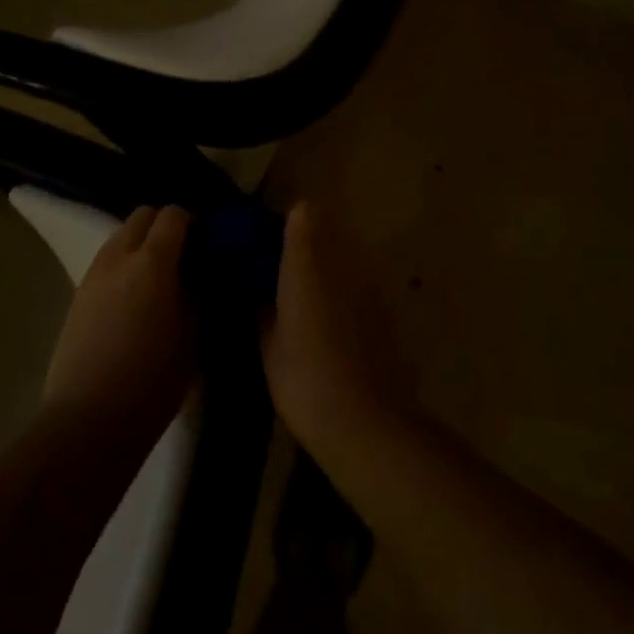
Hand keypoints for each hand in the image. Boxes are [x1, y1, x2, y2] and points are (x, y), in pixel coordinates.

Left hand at [42, 205, 195, 442]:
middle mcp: (120, 255)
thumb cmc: (151, 383)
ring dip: (140, 243)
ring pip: (120, 236)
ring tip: (155, 278)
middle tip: (182, 256)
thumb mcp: (191, 338)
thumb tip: (200, 277)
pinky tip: (132, 299)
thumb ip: (197, 295)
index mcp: (153, 261)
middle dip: (163, 226)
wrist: (87, 423)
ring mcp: (94, 273)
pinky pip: (106, 261)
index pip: (173, 215)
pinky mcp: (77, 294)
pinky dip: (122, 264)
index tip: (204, 243)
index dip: (192, 222)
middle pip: (142, 215)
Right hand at [261, 203, 411, 459]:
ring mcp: (367, 277)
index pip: (300, 211)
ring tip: (300, 297)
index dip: (280, 223)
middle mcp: (341, 255)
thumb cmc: (305, 377)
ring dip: (321, 262)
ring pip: (340, 251)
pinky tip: (326, 321)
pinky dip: (340, 286)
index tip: (260, 245)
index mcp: (307, 257)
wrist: (367, 422)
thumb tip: (251, 283)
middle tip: (276, 272)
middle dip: (300, 240)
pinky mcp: (383, 302)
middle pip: (322, 226)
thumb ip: (259, 301)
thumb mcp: (268, 341)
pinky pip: (355, 277)